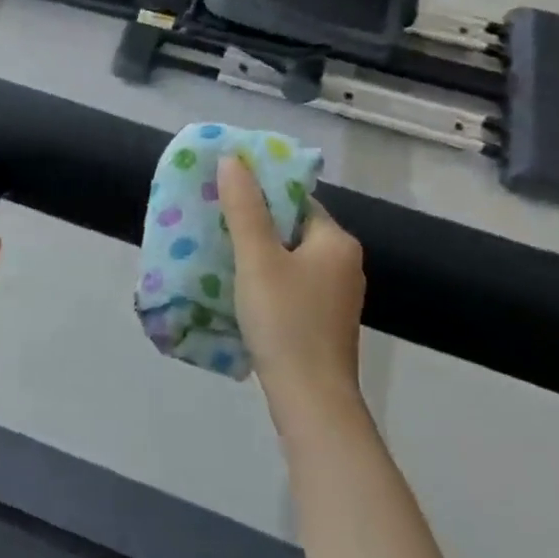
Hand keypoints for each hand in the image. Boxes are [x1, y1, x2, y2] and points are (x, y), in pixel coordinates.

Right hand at [218, 154, 366, 434]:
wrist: (311, 398)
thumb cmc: (285, 320)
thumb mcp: (257, 259)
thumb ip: (244, 208)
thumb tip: (233, 159)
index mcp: (336, 241)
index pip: (296, 200)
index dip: (260, 194)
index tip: (224, 196)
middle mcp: (344, 262)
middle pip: (292, 229)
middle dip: (254, 225)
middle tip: (214, 224)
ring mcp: (337, 295)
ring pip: (291, 260)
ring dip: (259, 255)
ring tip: (220, 254)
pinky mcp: (325, 321)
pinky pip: (293, 285)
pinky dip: (268, 281)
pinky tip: (241, 291)